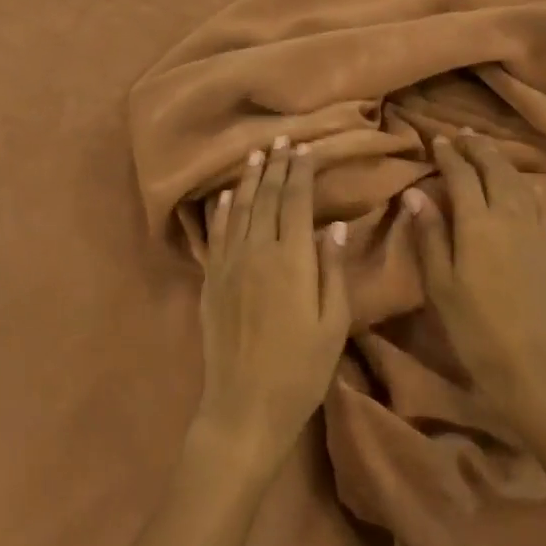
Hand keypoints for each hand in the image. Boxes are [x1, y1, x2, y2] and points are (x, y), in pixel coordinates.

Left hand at [194, 138, 350, 476]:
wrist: (244, 406)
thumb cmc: (300, 369)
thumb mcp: (332, 323)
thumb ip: (333, 270)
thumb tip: (336, 226)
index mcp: (290, 260)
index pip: (294, 202)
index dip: (300, 172)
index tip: (305, 149)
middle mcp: (256, 252)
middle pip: (265, 198)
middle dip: (275, 166)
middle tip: (282, 139)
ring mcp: (228, 265)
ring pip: (237, 209)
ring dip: (247, 179)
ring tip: (255, 153)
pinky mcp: (210, 281)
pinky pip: (215, 235)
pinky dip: (220, 211)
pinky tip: (224, 196)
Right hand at [406, 132, 545, 416]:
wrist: (529, 360)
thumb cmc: (473, 324)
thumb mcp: (439, 282)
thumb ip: (429, 233)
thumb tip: (414, 194)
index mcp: (477, 222)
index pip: (462, 174)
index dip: (449, 154)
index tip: (437, 140)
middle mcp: (510, 214)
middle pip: (495, 168)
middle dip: (477, 147)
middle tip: (462, 135)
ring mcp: (536, 227)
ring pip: (519, 180)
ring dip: (502, 160)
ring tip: (488, 150)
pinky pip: (540, 201)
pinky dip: (527, 184)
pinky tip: (523, 184)